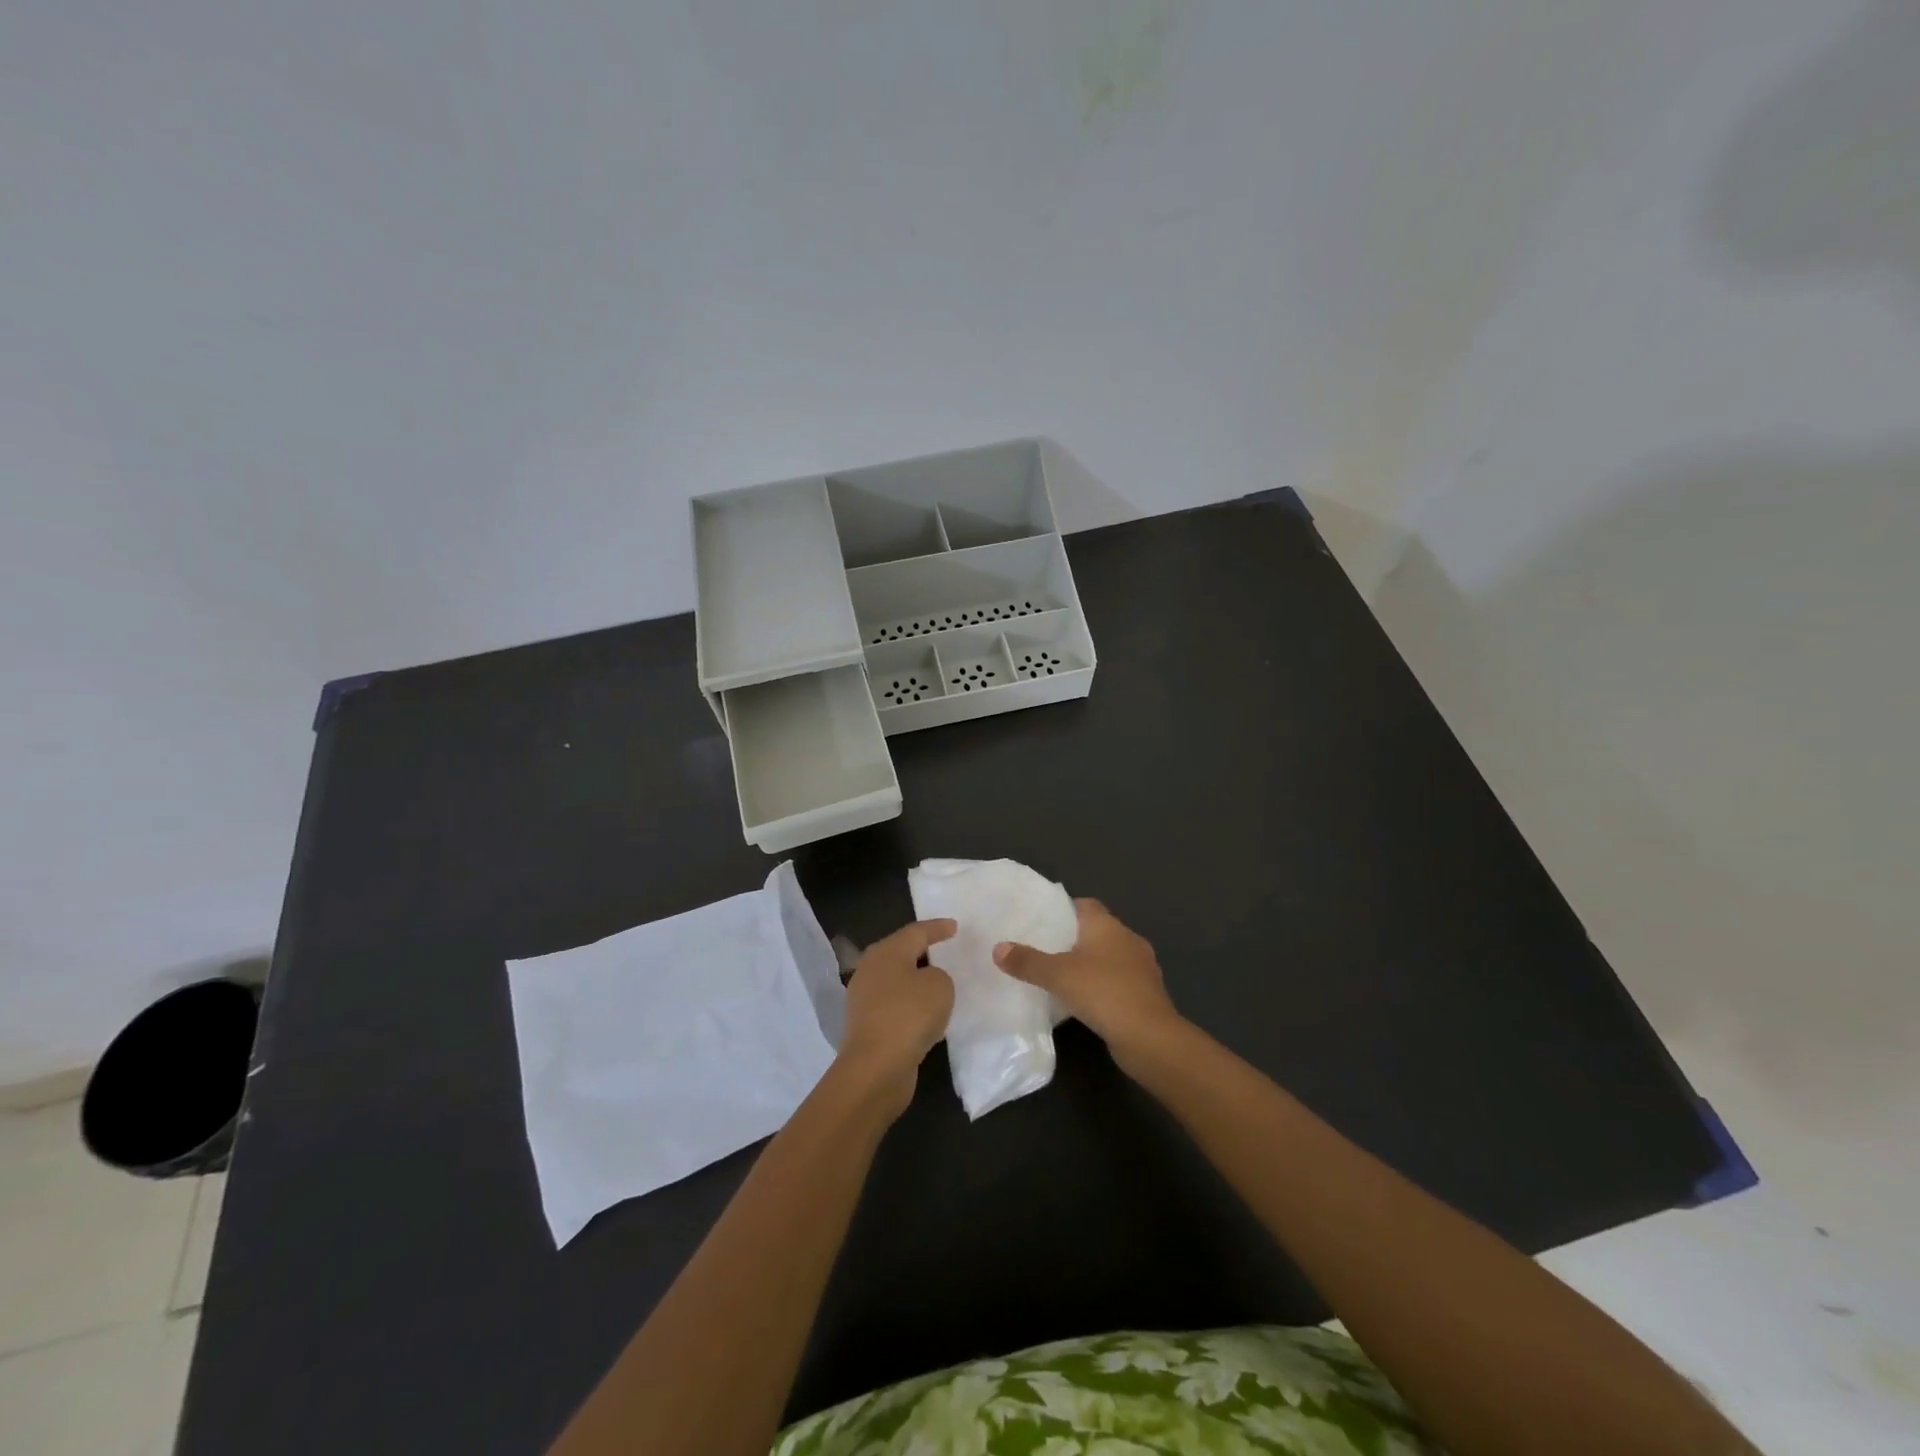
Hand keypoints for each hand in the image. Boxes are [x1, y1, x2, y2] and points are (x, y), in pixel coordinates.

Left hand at [836, 919, 955, 1119]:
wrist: (876, 1068)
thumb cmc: (908, 1015)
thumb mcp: (939, 985)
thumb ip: (938, 975)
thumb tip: (926, 983)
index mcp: (885, 952)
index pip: (916, 932)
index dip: (937, 928)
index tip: (955, 926)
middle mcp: (870, 970)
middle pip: (901, 953)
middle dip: (923, 951)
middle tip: (946, 949)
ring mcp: (865, 1000)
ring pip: (897, 981)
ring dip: (917, 981)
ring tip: (940, 982)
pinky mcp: (867, 1026)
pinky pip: (895, 1006)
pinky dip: (911, 1006)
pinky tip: (927, 1015)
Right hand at [993, 899, 1180, 1067]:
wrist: (1150, 1037)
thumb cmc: (1103, 992)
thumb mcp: (1057, 976)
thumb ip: (1027, 961)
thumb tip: (998, 948)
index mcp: (1108, 925)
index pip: (1085, 905)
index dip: (1063, 910)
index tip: (1042, 921)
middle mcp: (1127, 939)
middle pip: (1096, 930)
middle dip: (1072, 939)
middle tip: (1043, 950)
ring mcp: (1141, 967)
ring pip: (1108, 957)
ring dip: (1089, 965)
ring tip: (1059, 977)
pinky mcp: (1146, 994)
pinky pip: (1117, 981)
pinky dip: (1101, 986)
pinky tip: (1084, 1001)